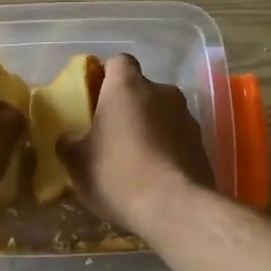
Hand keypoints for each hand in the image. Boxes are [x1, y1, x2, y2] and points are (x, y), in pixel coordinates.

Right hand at [60, 54, 215, 230]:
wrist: (174, 207)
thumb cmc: (117, 174)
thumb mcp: (77, 163)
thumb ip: (68, 144)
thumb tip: (67, 140)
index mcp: (127, 87)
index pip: (118, 62)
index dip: (105, 77)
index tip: (94, 99)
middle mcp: (162, 92)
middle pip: (141, 90)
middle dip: (127, 107)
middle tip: (110, 134)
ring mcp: (187, 117)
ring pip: (161, 113)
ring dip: (149, 128)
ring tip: (134, 159)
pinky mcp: (202, 143)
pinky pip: (177, 137)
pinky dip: (166, 148)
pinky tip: (154, 174)